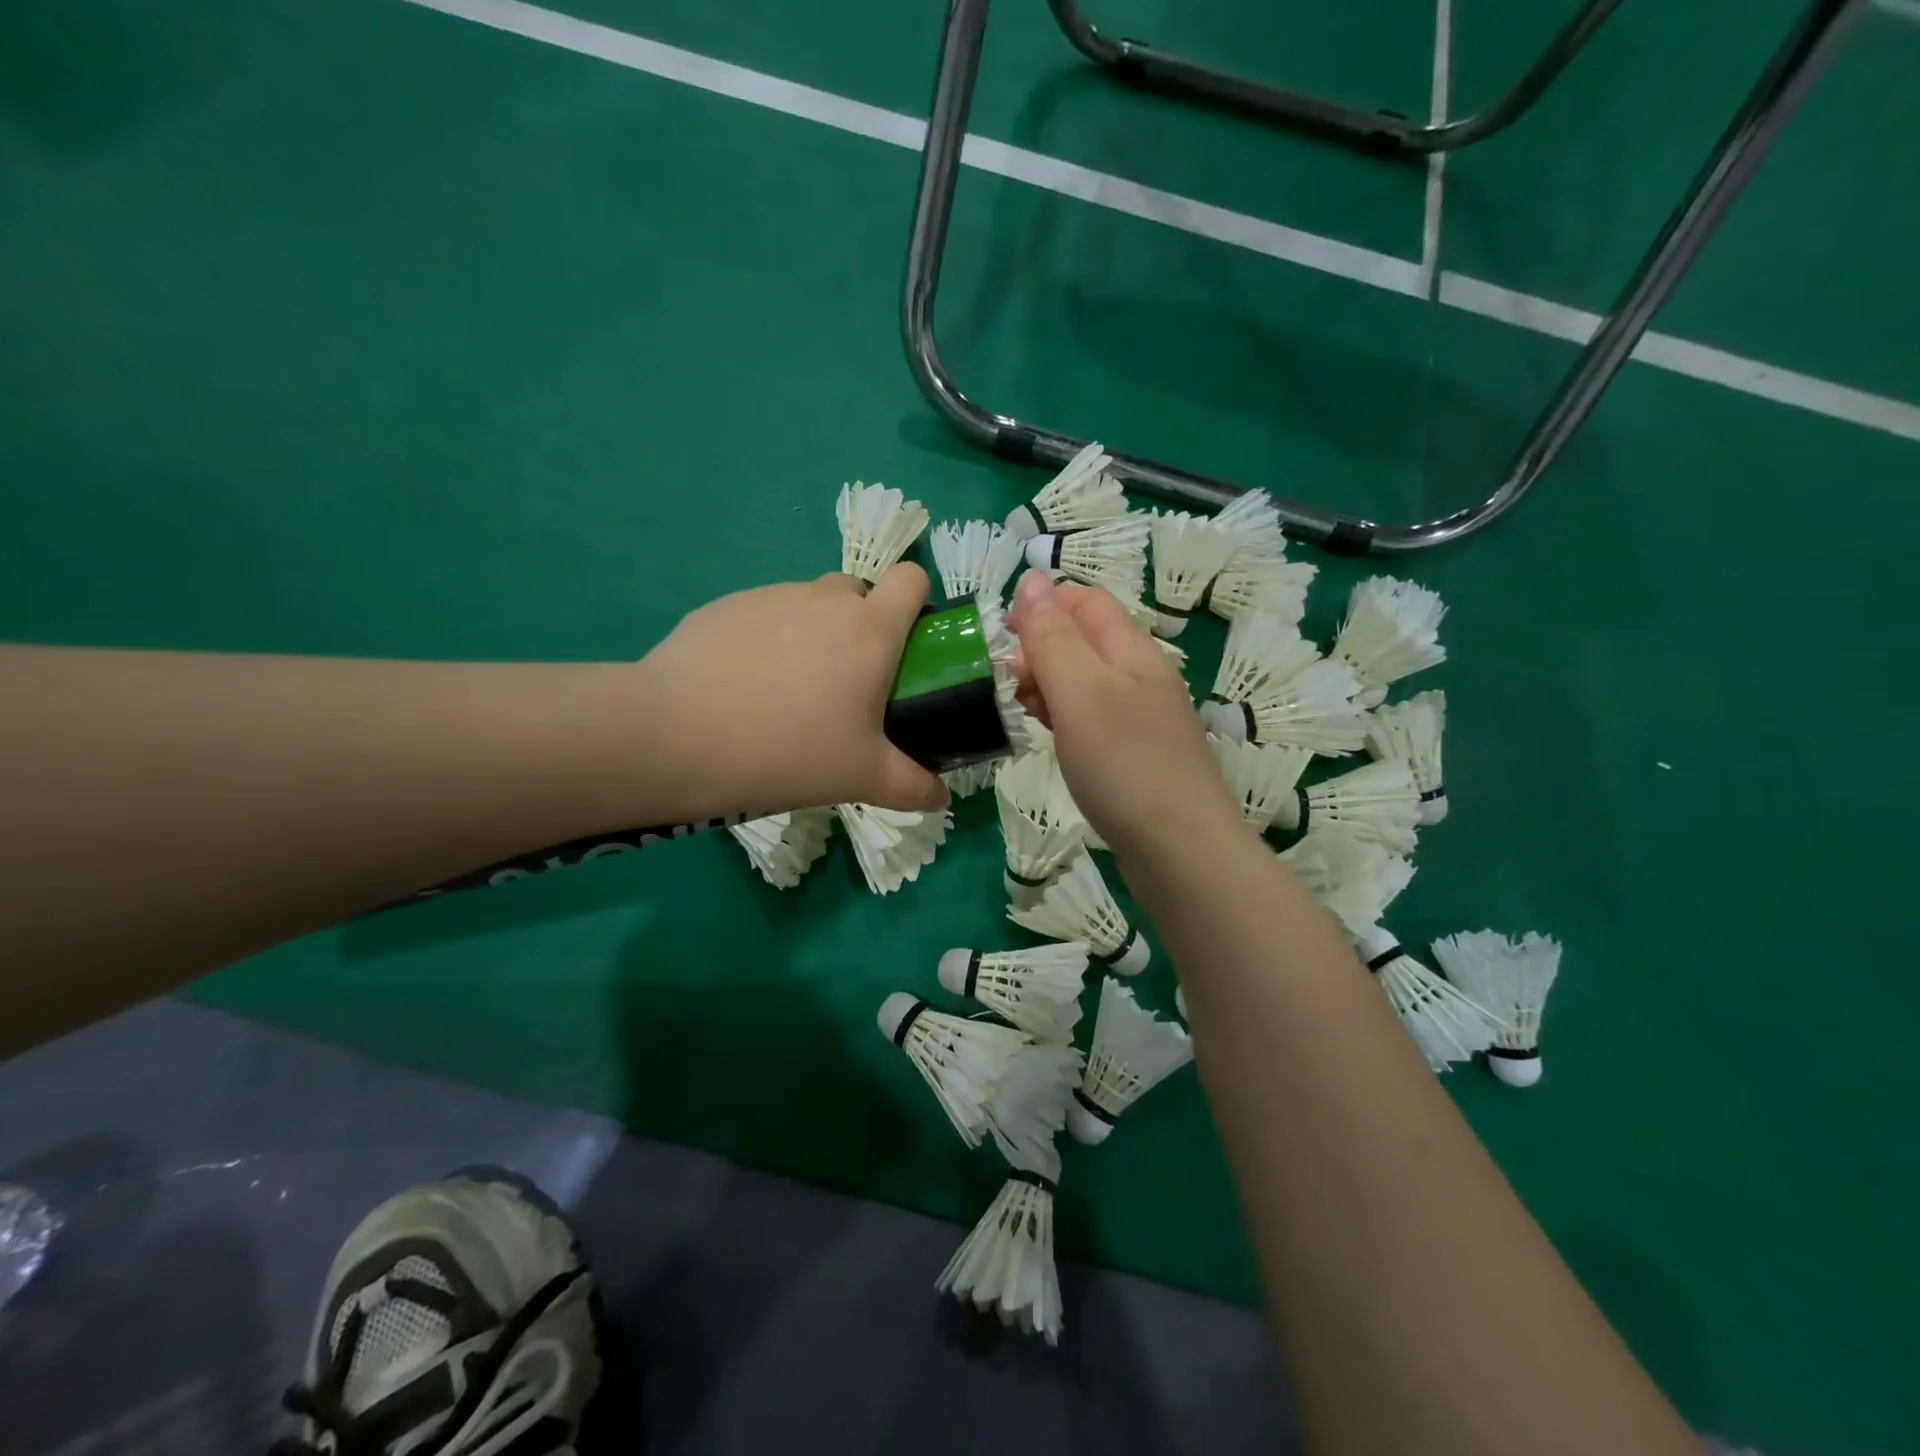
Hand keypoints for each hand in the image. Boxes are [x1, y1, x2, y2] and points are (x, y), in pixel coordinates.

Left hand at [638, 566, 948, 816]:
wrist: (678, 736)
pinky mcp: (725, 605)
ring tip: (788, 691)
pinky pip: (763, 614)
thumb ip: (913, 788)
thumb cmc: (789, 751)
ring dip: (814, 632)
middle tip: (847, 682)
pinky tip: (743, 686)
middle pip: (859, 591)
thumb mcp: (862, 778)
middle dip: (862, 624)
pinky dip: (767, 639)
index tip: (906, 645)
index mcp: (870, 629)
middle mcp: (824, 599)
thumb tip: (942, 798)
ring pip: (809, 603)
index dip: (917, 602)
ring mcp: (771, 596)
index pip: (912, 578)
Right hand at [1008, 571, 1241, 865]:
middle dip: (1038, 647)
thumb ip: (1053, 637)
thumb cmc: (1125, 765)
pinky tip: (1045, 736)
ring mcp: (1141, 717)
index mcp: (1132, 650)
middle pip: (1084, 639)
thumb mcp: (1081, 692)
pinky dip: (1062, 717)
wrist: (1180, 851)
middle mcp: (1141, 675)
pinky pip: (1091, 717)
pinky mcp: (1135, 754)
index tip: (1000, 635)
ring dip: (1046, 684)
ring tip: (1016, 710)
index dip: (1042, 604)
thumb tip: (1031, 580)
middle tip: (1004, 683)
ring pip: (1085, 680)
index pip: (1086, 600)